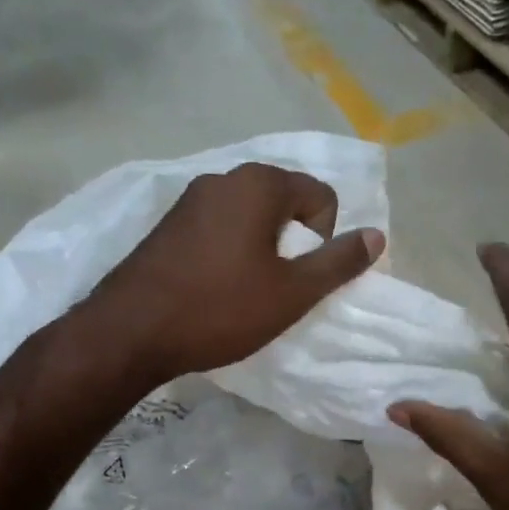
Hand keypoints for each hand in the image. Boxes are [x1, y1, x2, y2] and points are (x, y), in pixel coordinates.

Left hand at [86, 163, 384, 385]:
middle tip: (278, 287)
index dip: (325, 238)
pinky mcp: (166, 224)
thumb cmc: (221, 309)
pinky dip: (229, 252)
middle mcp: (223, 178)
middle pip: (283, 201)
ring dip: (260, 249)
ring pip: (248, 216)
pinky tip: (214, 289)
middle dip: (292, 242)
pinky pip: (217, 228)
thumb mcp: (292, 293)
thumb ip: (338, 262)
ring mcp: (189, 199)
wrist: (132, 331)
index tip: (301, 277)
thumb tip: (376, 235)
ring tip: (245, 292)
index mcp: (259, 184)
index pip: (320, 194)